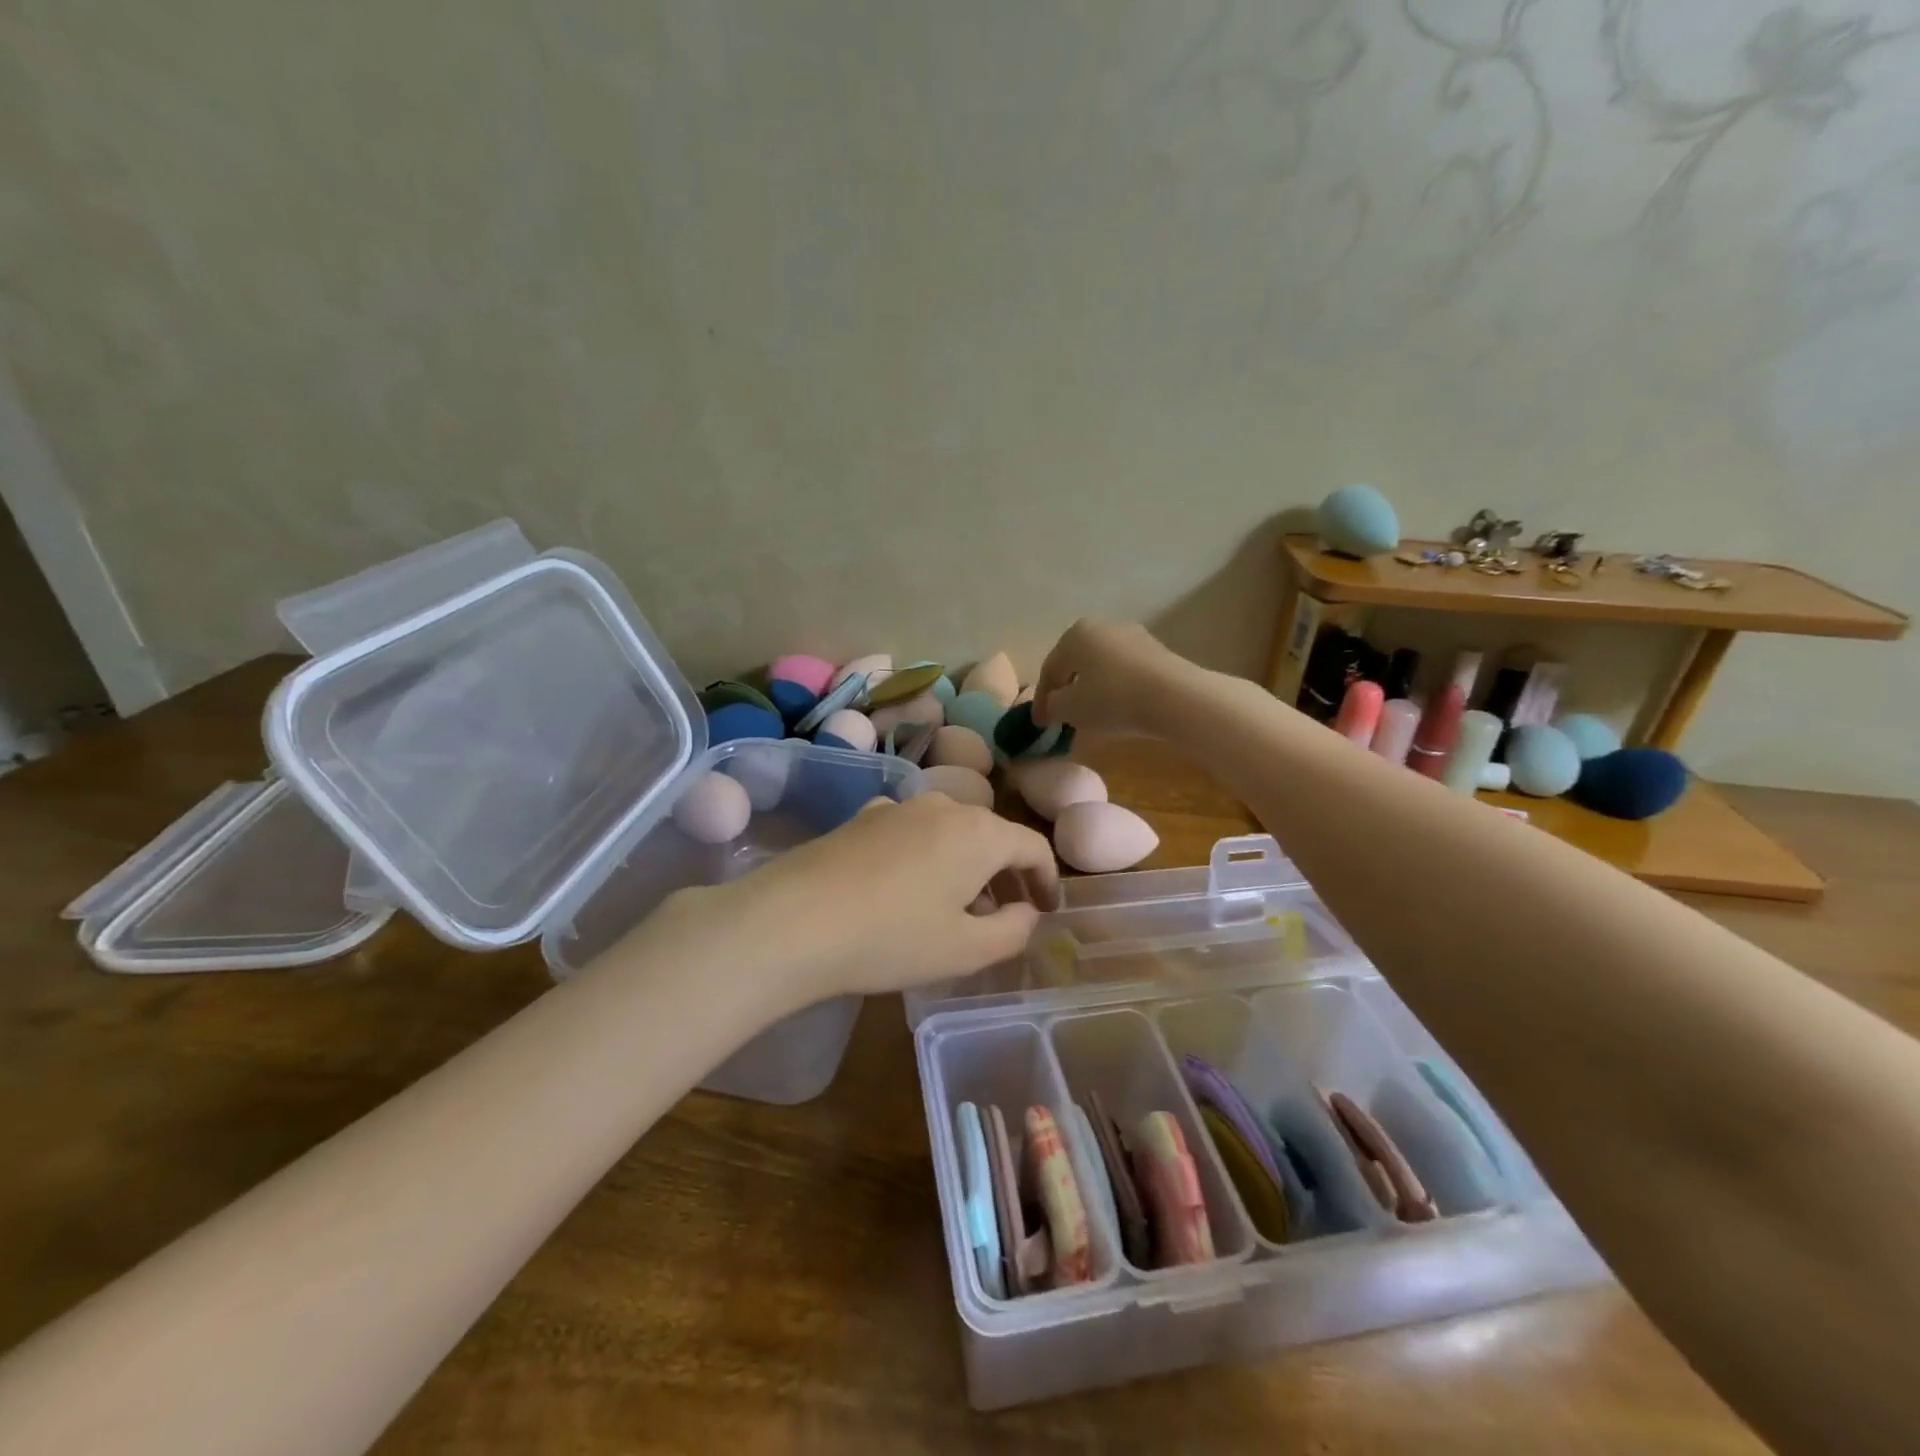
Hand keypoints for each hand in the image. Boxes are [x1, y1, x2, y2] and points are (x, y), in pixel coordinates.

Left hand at [641, 792, 1061, 1010]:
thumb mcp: (965, 950)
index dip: (1047, 880)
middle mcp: (943, 807)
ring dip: (966, 866)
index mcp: (979, 832)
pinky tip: (907, 891)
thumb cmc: (891, 937)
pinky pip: (912, 833)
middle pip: (991, 835)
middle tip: (1007, 915)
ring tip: (959, 907)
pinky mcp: (861, 819)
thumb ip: (1013, 931)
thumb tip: (1027, 913)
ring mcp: (897, 808)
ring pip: (950, 832)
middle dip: (1006, 874)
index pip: (1033, 846)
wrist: (792, 920)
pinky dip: (928, 858)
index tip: (1047, 911)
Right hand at [1031, 619, 1197, 738]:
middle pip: (1076, 664)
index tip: (1039, 724)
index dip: (1041, 700)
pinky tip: (1118, 709)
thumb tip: (1053, 704)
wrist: (1175, 697)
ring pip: (1102, 667)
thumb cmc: (1112, 699)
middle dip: (1067, 690)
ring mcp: (1133, 636)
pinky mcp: (1158, 652)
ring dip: (1092, 689)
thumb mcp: (1070, 709)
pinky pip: (1125, 672)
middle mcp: (1103, 627)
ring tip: (1090, 715)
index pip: (1049, 669)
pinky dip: (1116, 689)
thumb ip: (1053, 706)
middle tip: (1062, 716)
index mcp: (1075, 634)